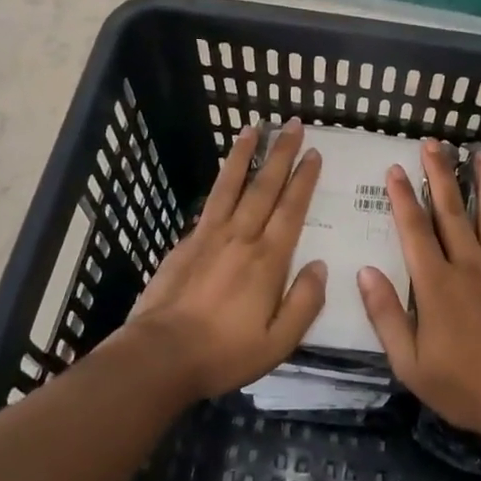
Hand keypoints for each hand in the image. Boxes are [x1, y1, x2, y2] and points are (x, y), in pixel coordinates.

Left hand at [122, 119, 325, 399]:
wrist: (160, 355)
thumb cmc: (225, 352)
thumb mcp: (279, 342)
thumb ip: (304, 302)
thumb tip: (320, 267)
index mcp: (268, 259)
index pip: (291, 208)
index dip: (304, 179)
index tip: (313, 153)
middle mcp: (240, 237)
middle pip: (264, 186)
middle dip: (280, 153)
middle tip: (291, 125)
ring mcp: (209, 236)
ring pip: (230, 185)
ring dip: (243, 155)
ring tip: (252, 128)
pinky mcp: (185, 244)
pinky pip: (209, 203)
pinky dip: (219, 182)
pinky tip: (223, 175)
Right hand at [358, 139, 480, 441]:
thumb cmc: (465, 388)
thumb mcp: (410, 363)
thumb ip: (385, 315)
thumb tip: (364, 271)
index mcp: (436, 285)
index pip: (414, 231)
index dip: (403, 198)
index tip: (396, 168)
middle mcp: (470, 266)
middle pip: (452, 212)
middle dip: (440, 174)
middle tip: (434, 143)